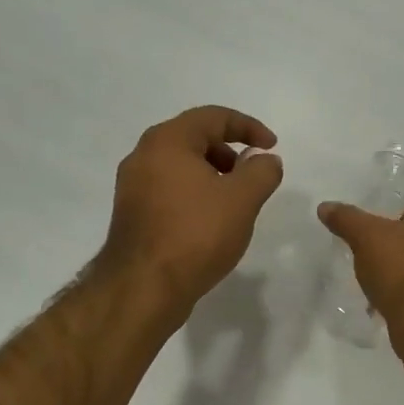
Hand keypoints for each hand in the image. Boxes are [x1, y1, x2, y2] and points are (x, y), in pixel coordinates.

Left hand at [98, 106, 284, 313]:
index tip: (272, 147)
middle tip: (251, 175)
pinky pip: (169, 189)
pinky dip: (194, 194)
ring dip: (212, 174)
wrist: (144, 287)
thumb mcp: (242, 199)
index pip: (213, 116)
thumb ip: (262, 172)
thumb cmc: (196, 234)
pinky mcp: (131, 213)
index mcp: (167, 141)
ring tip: (234, 202)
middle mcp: (143, 155)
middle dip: (229, 151)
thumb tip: (266, 160)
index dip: (249, 127)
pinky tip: (210, 221)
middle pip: (194, 138)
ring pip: (180, 166)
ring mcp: (132, 186)